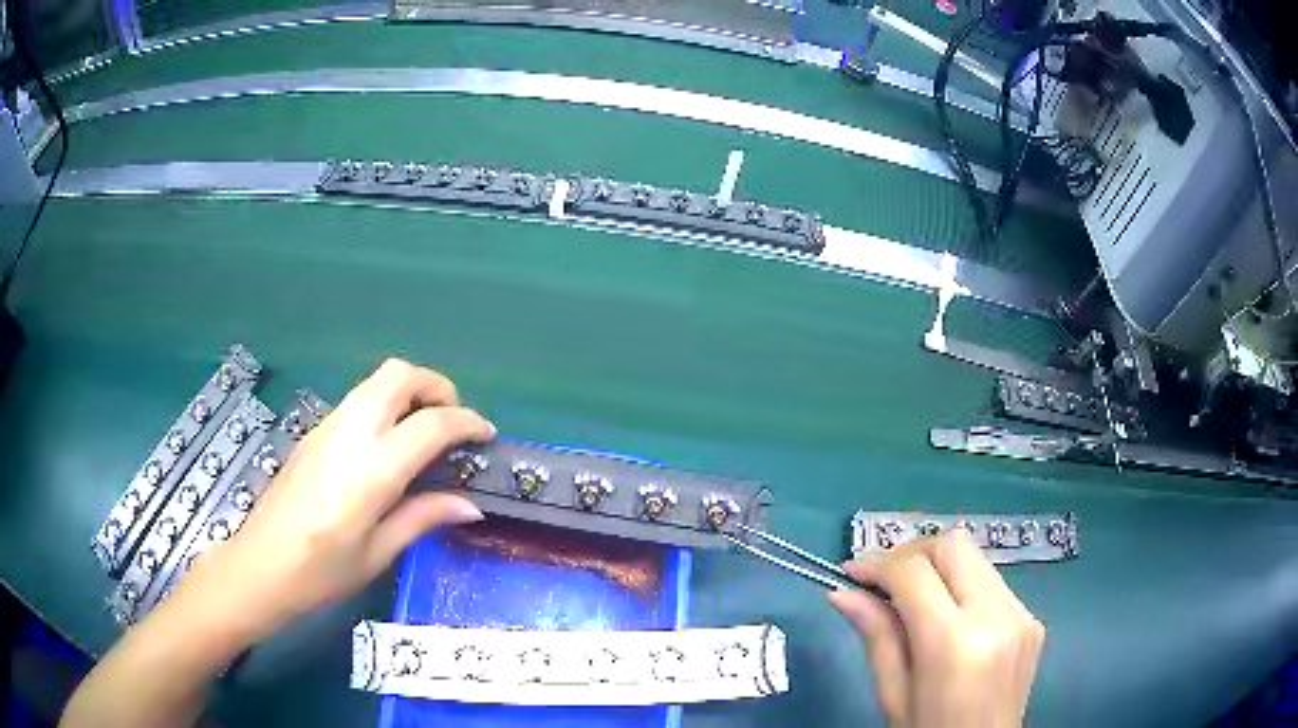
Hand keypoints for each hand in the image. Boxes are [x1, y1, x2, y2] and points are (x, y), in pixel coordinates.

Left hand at [186, 359, 494, 644]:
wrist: (259, 566)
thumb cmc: (321, 572)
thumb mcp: (377, 553)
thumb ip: (423, 518)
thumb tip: (470, 505)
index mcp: (371, 469)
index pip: (431, 424)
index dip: (466, 422)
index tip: (486, 435)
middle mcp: (350, 432)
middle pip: (399, 375)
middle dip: (436, 386)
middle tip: (454, 420)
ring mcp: (327, 427)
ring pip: (376, 381)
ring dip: (409, 392)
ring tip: (426, 432)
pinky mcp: (314, 432)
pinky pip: (359, 400)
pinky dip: (386, 406)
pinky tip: (388, 446)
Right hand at [830, 531, 1044, 727]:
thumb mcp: (893, 695)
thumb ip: (876, 637)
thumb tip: (842, 593)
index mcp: (954, 643)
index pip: (914, 573)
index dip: (878, 565)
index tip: (851, 575)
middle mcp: (996, 616)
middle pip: (953, 545)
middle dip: (912, 554)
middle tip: (883, 581)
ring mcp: (1022, 615)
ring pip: (975, 559)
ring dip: (938, 568)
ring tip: (912, 600)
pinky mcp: (1033, 619)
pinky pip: (993, 584)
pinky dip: (963, 588)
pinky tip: (949, 619)